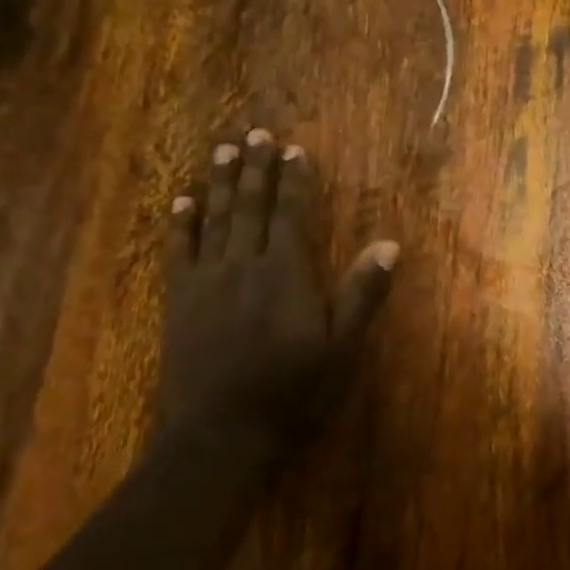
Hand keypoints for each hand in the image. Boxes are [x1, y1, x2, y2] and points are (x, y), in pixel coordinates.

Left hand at [157, 128, 396, 448]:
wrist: (220, 436)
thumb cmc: (293, 393)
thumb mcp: (342, 348)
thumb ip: (362, 293)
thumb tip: (389, 244)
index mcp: (286, 273)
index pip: (292, 214)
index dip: (294, 181)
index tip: (294, 149)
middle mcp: (244, 265)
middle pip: (251, 206)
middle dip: (255, 168)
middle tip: (255, 133)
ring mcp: (207, 282)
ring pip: (215, 220)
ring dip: (219, 182)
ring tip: (222, 150)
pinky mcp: (180, 302)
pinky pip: (179, 251)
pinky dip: (181, 224)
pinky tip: (182, 202)